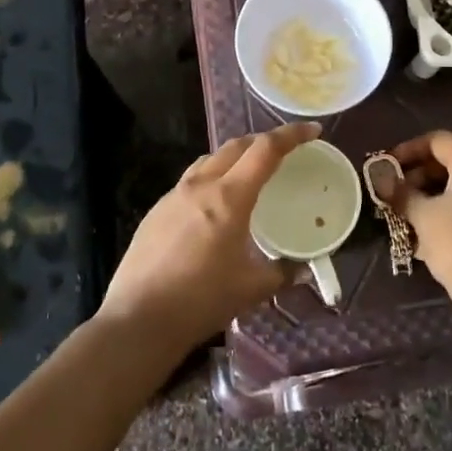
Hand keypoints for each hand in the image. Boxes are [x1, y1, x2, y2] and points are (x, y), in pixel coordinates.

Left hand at [97, 121, 319, 349]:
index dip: (291, 135)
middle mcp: (200, 186)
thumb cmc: (201, 301)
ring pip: (209, 160)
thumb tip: (301, 270)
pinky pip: (189, 181)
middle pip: (235, 146)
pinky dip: (210, 179)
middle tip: (282, 151)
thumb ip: (281, 273)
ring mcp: (173, 196)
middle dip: (262, 141)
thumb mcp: (251, 289)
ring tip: (247, 174)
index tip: (312, 131)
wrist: (139, 319)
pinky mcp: (156, 211)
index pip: (265, 150)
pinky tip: (212, 207)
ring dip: (233, 157)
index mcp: (229, 197)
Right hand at [381, 130, 451, 306]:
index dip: (409, 149)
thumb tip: (383, 181)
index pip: (439, 140)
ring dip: (435, 194)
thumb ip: (401, 194)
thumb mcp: (422, 217)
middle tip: (398, 193)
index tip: (389, 167)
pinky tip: (434, 232)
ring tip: (411, 215)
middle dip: (421, 174)